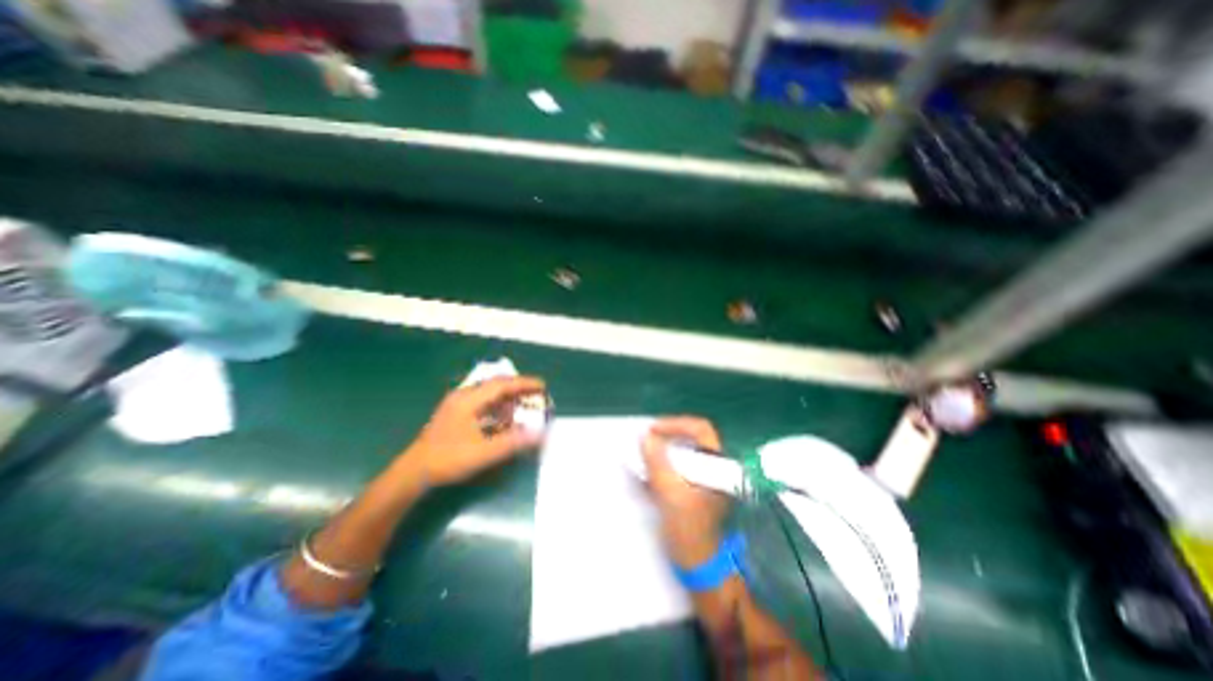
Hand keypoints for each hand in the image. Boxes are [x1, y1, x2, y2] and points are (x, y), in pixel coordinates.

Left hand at [402, 377, 545, 488]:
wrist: (413, 473)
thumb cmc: (448, 460)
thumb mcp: (483, 453)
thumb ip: (513, 442)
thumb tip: (540, 434)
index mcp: (468, 400)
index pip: (502, 384)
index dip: (524, 384)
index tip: (543, 386)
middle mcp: (463, 396)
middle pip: (496, 386)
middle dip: (518, 389)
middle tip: (537, 395)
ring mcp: (458, 404)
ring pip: (489, 394)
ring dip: (508, 399)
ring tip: (524, 407)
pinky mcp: (456, 413)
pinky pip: (483, 403)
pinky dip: (498, 407)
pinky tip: (505, 419)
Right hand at [643, 414, 727, 568]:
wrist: (701, 567)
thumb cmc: (690, 531)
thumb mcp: (670, 495)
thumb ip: (657, 464)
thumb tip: (645, 437)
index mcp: (718, 465)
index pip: (700, 429)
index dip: (675, 424)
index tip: (652, 430)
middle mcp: (716, 466)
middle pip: (693, 436)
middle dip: (668, 434)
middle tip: (647, 438)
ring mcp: (708, 476)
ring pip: (686, 449)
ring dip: (665, 448)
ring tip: (645, 451)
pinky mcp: (698, 486)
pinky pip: (682, 464)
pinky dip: (665, 462)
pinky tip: (650, 470)